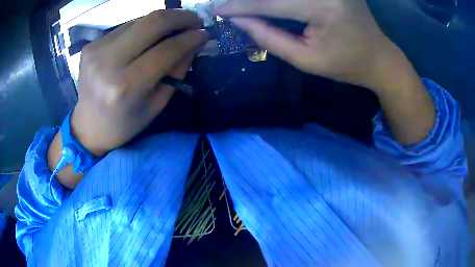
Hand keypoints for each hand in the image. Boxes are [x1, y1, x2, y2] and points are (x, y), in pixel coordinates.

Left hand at [71, 10, 208, 154]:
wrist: (88, 126)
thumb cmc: (124, 123)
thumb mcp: (156, 104)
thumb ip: (176, 71)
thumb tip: (193, 42)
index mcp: (126, 87)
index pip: (166, 49)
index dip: (190, 38)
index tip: (204, 33)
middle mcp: (108, 63)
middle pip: (153, 22)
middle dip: (180, 16)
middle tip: (194, 21)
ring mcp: (97, 50)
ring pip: (139, 21)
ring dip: (161, 22)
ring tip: (171, 30)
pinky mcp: (91, 45)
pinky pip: (125, 27)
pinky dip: (141, 30)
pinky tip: (145, 39)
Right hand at [215, 0, 397, 89]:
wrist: (378, 57)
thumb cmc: (345, 65)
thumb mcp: (306, 61)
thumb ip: (269, 38)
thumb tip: (239, 20)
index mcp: (323, 9)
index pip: (270, 3)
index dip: (240, 6)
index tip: (216, 10)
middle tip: (226, 3)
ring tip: (243, 4)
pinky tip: (269, 3)